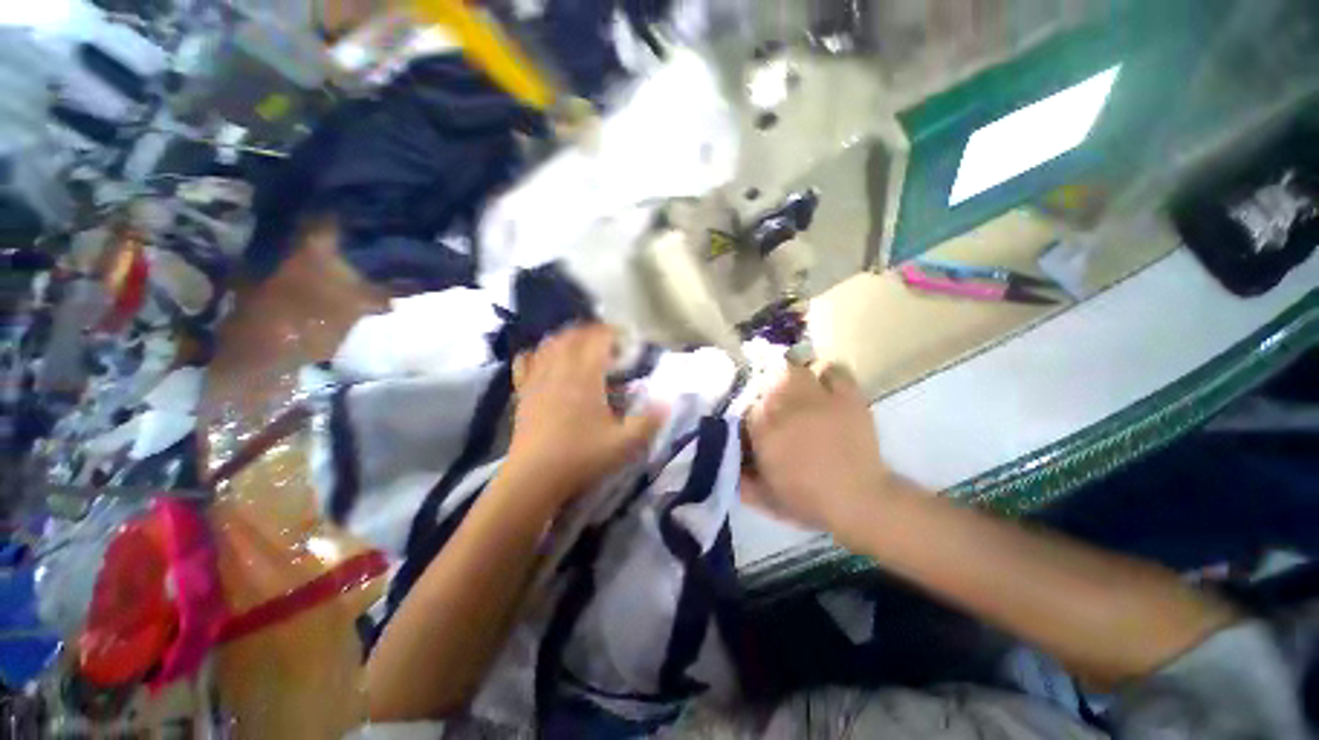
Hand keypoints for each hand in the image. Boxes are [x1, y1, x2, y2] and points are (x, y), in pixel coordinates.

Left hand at [505, 323, 665, 509]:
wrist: (534, 478)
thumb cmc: (581, 457)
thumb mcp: (624, 443)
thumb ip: (649, 421)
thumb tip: (668, 402)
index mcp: (585, 376)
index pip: (598, 339)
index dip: (613, 333)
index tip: (626, 340)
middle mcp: (560, 369)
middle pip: (574, 335)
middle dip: (592, 332)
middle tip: (608, 342)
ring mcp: (538, 379)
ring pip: (551, 344)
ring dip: (568, 338)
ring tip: (581, 345)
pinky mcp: (523, 391)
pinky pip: (527, 361)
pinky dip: (538, 353)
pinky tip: (545, 358)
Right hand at [741, 362, 904, 530]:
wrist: (859, 502)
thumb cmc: (807, 501)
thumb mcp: (763, 496)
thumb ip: (739, 478)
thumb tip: (726, 461)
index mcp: (763, 428)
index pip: (745, 405)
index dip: (748, 412)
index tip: (753, 423)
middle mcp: (786, 406)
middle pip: (767, 380)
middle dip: (766, 389)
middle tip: (773, 403)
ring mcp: (818, 398)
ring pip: (795, 369)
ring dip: (792, 376)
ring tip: (796, 388)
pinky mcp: (847, 397)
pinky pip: (834, 370)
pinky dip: (827, 373)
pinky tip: (825, 385)